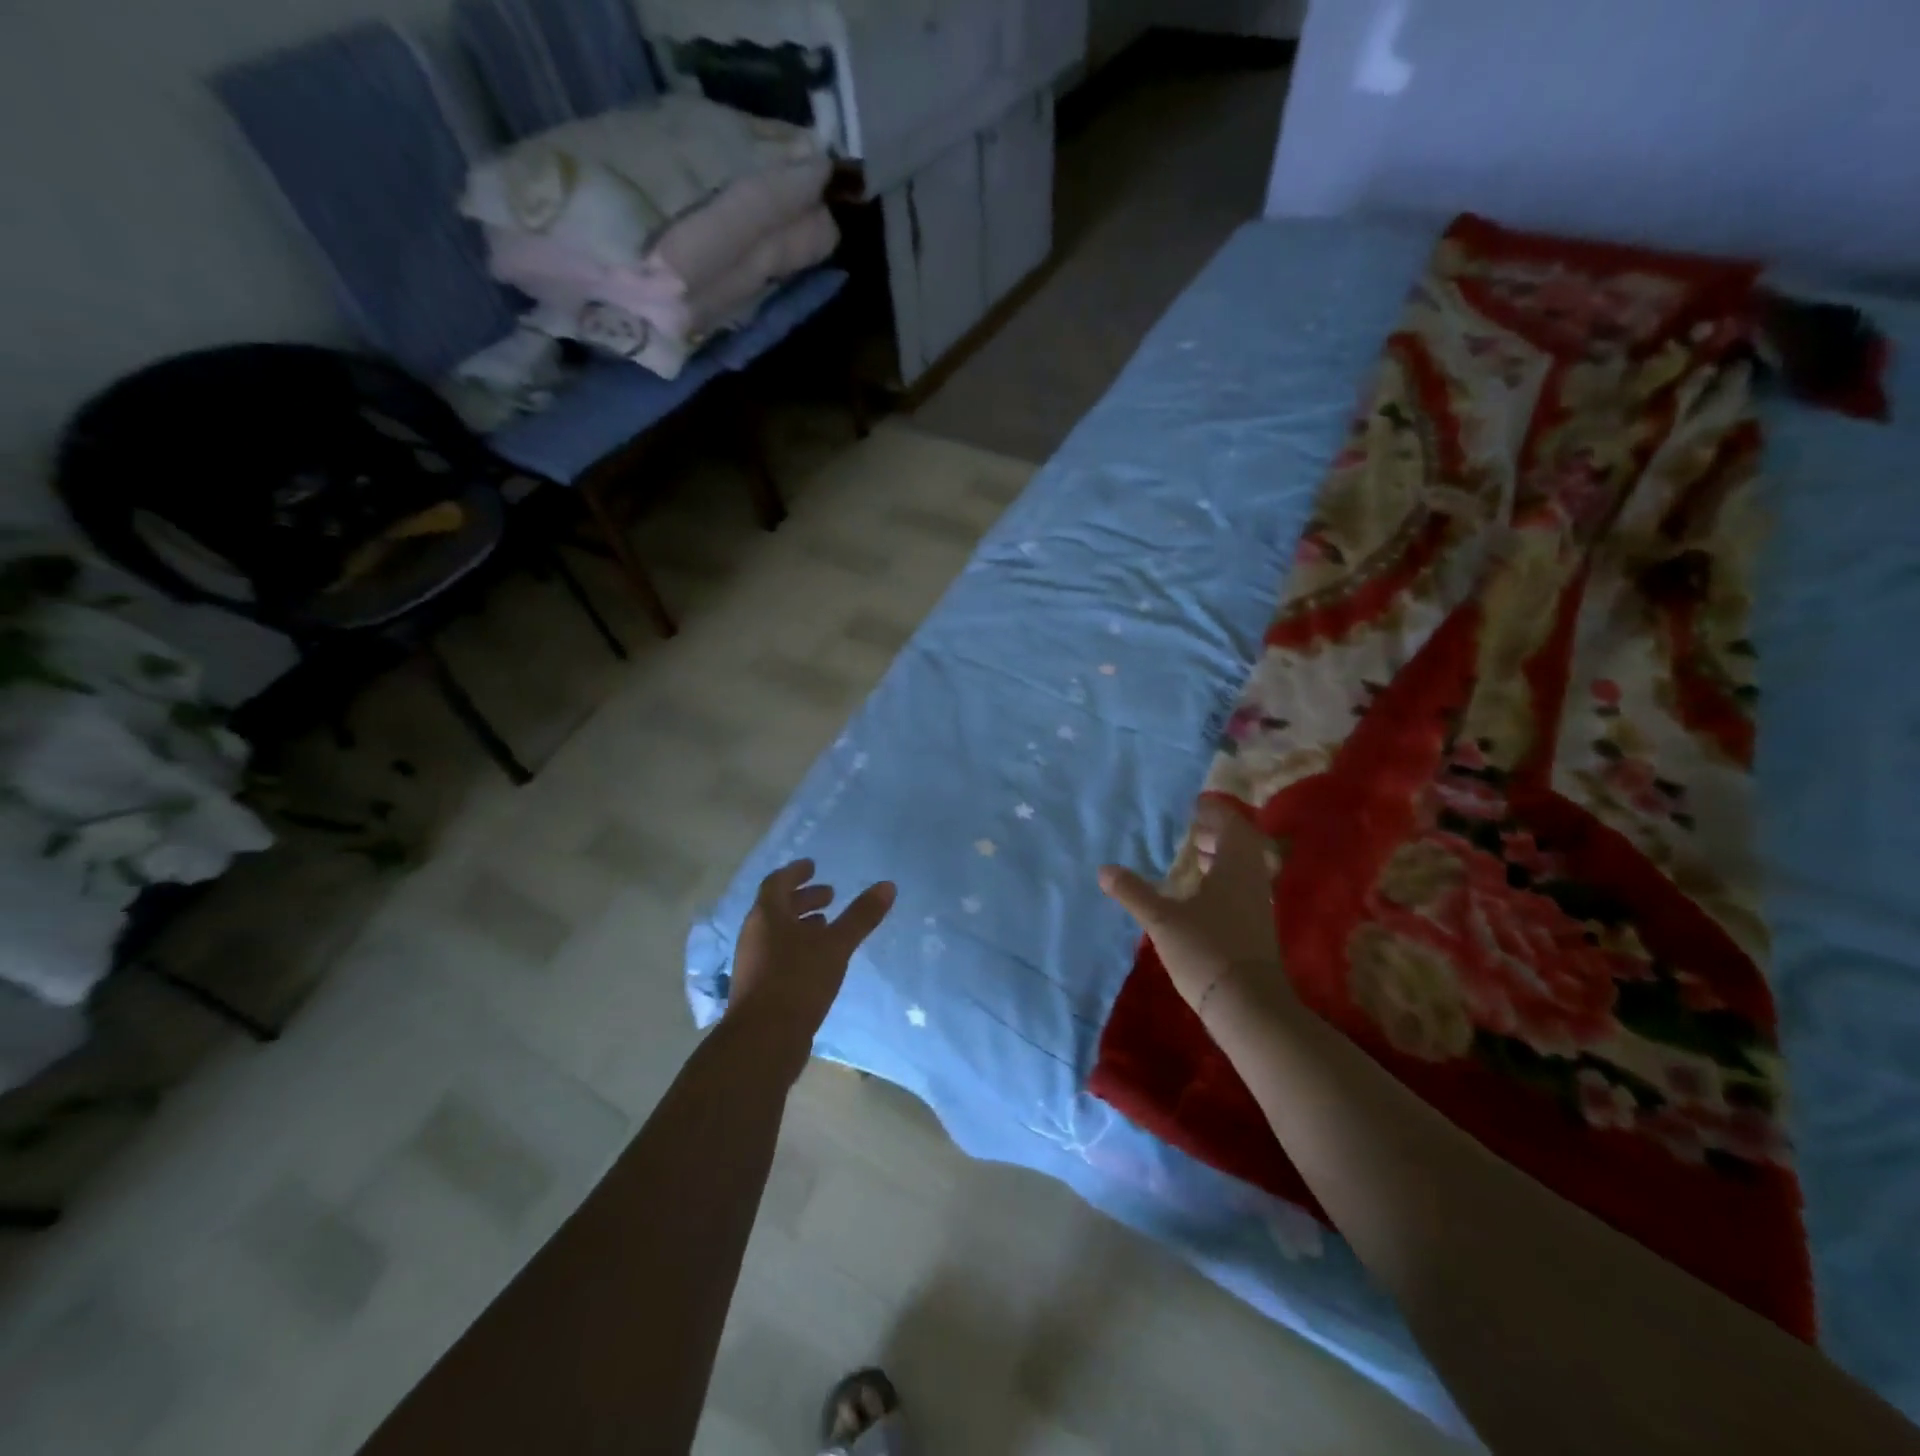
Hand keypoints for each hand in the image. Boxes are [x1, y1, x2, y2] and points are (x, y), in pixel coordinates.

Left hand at [728, 859, 895, 1055]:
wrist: (763, 1041)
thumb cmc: (797, 981)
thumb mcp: (836, 945)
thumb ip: (861, 916)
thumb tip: (888, 885)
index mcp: (766, 916)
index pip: (777, 882)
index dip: (796, 872)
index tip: (814, 866)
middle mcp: (755, 934)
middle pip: (777, 907)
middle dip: (803, 898)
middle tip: (830, 895)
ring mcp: (753, 962)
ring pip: (777, 933)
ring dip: (801, 924)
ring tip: (828, 925)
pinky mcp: (758, 987)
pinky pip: (778, 954)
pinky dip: (797, 947)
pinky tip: (819, 960)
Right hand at [1099, 797, 1287, 1020]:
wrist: (1248, 1006)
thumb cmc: (1206, 950)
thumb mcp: (1162, 920)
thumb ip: (1134, 892)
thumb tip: (1104, 870)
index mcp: (1235, 866)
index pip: (1231, 824)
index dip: (1214, 812)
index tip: (1193, 806)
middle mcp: (1253, 879)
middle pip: (1241, 844)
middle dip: (1216, 834)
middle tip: (1190, 831)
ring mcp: (1258, 905)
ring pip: (1243, 868)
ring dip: (1221, 857)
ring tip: (1194, 858)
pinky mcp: (1256, 928)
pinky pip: (1242, 888)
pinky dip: (1223, 880)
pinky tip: (1200, 895)